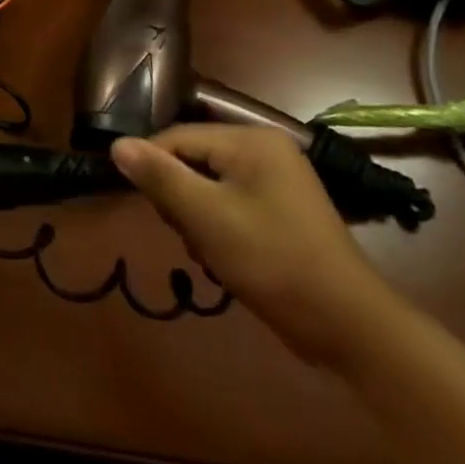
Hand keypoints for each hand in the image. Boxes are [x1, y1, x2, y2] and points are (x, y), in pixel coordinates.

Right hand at [111, 125, 404, 366]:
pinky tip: (225, 259)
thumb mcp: (206, 217)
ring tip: (210, 253)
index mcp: (251, 140)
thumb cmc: (272, 262)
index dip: (153, 169)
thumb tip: (117, 145)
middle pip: (192, 160)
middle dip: (180, 199)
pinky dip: (218, 229)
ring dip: (197, 219)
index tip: (145, 208)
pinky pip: (229, 205)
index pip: (177, 138)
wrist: (346, 325)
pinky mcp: (280, 210)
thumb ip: (160, 177)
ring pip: (207, 186)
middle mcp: (265, 150)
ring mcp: (276, 181)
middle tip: (190, 235)